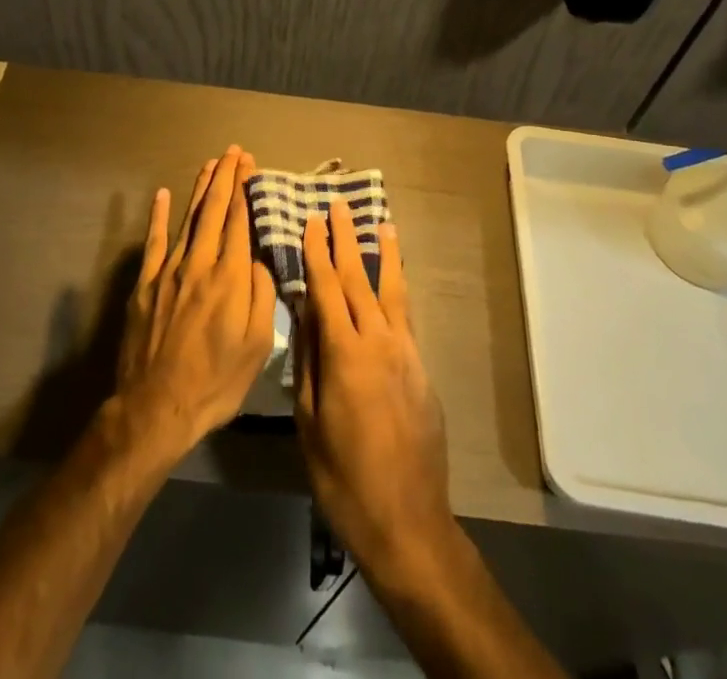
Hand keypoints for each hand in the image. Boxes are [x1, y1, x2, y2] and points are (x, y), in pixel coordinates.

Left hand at [113, 146, 277, 460]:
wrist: (157, 407)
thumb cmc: (216, 381)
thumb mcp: (257, 346)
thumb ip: (263, 295)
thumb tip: (262, 258)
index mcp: (231, 277)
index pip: (240, 221)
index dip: (245, 189)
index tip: (250, 165)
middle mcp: (201, 263)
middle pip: (215, 210)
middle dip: (226, 177)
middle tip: (234, 152)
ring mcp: (169, 270)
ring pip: (189, 218)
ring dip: (201, 188)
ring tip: (211, 164)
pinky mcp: (146, 283)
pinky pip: (155, 241)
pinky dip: (158, 216)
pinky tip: (162, 194)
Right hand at [295, 198, 454, 581]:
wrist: (408, 521)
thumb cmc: (344, 477)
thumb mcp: (310, 422)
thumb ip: (308, 361)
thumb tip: (304, 312)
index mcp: (345, 353)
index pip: (326, 288)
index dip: (317, 252)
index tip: (311, 220)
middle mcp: (379, 341)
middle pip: (359, 279)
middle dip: (346, 239)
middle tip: (339, 205)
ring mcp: (405, 353)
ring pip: (392, 291)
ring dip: (384, 254)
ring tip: (381, 223)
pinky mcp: (421, 368)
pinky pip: (406, 316)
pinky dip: (399, 288)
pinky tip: (395, 279)